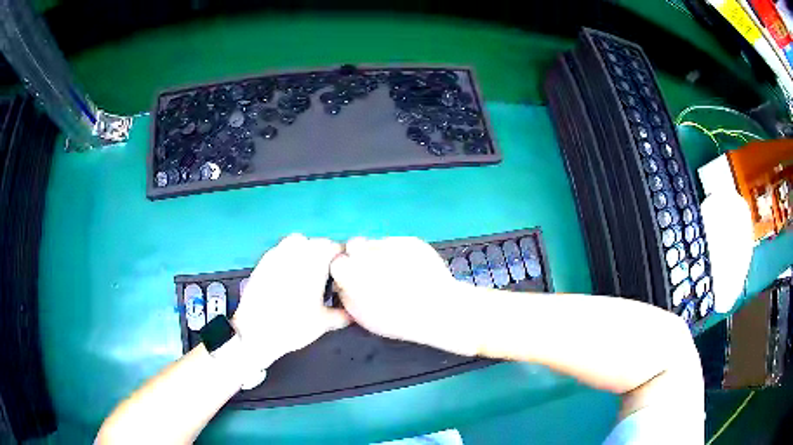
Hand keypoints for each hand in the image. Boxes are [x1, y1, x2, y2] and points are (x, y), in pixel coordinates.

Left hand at [231, 234, 349, 369]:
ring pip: (299, 244)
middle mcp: (297, 249)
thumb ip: (344, 314)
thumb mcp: (325, 322)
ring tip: (307, 276)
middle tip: (327, 280)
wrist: (256, 330)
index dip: (343, 262)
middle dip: (325, 257)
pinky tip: (288, 279)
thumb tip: (353, 311)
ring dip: (307, 254)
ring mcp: (278, 252)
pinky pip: (283, 252)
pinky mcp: (264, 259)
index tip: (343, 277)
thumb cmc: (294, 324)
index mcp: (316, 259)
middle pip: (318, 244)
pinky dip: (289, 260)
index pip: (338, 248)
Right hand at [330, 237, 478, 355]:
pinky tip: (411, 268)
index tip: (353, 278)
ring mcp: (391, 243)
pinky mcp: (410, 240)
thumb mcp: (363, 316)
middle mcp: (368, 253)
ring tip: (396, 272)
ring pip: (376, 242)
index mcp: (352, 272)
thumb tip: (342, 282)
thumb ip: (346, 295)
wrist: (439, 309)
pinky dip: (399, 252)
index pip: (337, 261)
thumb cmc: (397, 318)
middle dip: (359, 256)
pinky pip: (397, 242)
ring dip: (379, 253)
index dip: (345, 269)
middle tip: (373, 271)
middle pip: (354, 244)